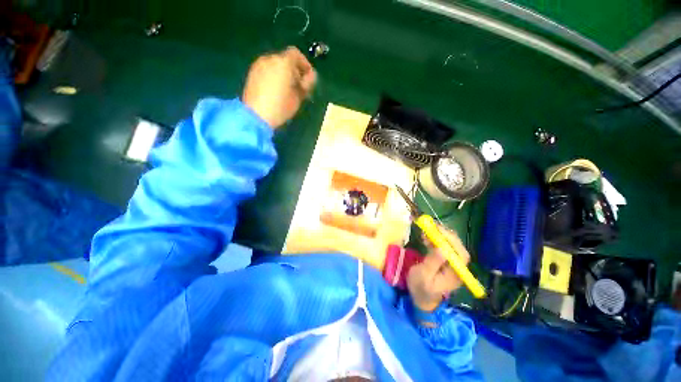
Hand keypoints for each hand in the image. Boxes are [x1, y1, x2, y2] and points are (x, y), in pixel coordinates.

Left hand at [242, 46, 316, 127]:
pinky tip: (276, 90)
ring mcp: (259, 65)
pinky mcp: (252, 74)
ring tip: (288, 89)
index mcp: (283, 63)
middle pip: (285, 59)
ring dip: (284, 73)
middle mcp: (270, 59)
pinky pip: (267, 70)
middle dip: (294, 70)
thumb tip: (310, 77)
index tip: (308, 77)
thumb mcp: (298, 97)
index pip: (296, 54)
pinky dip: (274, 75)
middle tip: (300, 86)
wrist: (256, 116)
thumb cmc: (281, 107)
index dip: (305, 64)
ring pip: (276, 64)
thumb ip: (306, 84)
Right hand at [407, 225, 469, 311]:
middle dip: (446, 235)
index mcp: (455, 273)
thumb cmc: (420, 288)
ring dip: (440, 236)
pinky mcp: (445, 261)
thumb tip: (442, 248)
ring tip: (427, 231)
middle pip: (457, 248)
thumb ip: (433, 262)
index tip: (438, 231)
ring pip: (451, 246)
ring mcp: (451, 264)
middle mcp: (457, 268)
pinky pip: (444, 248)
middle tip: (431, 227)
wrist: (421, 299)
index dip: (452, 241)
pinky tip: (427, 237)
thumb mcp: (423, 276)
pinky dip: (436, 240)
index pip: (460, 254)